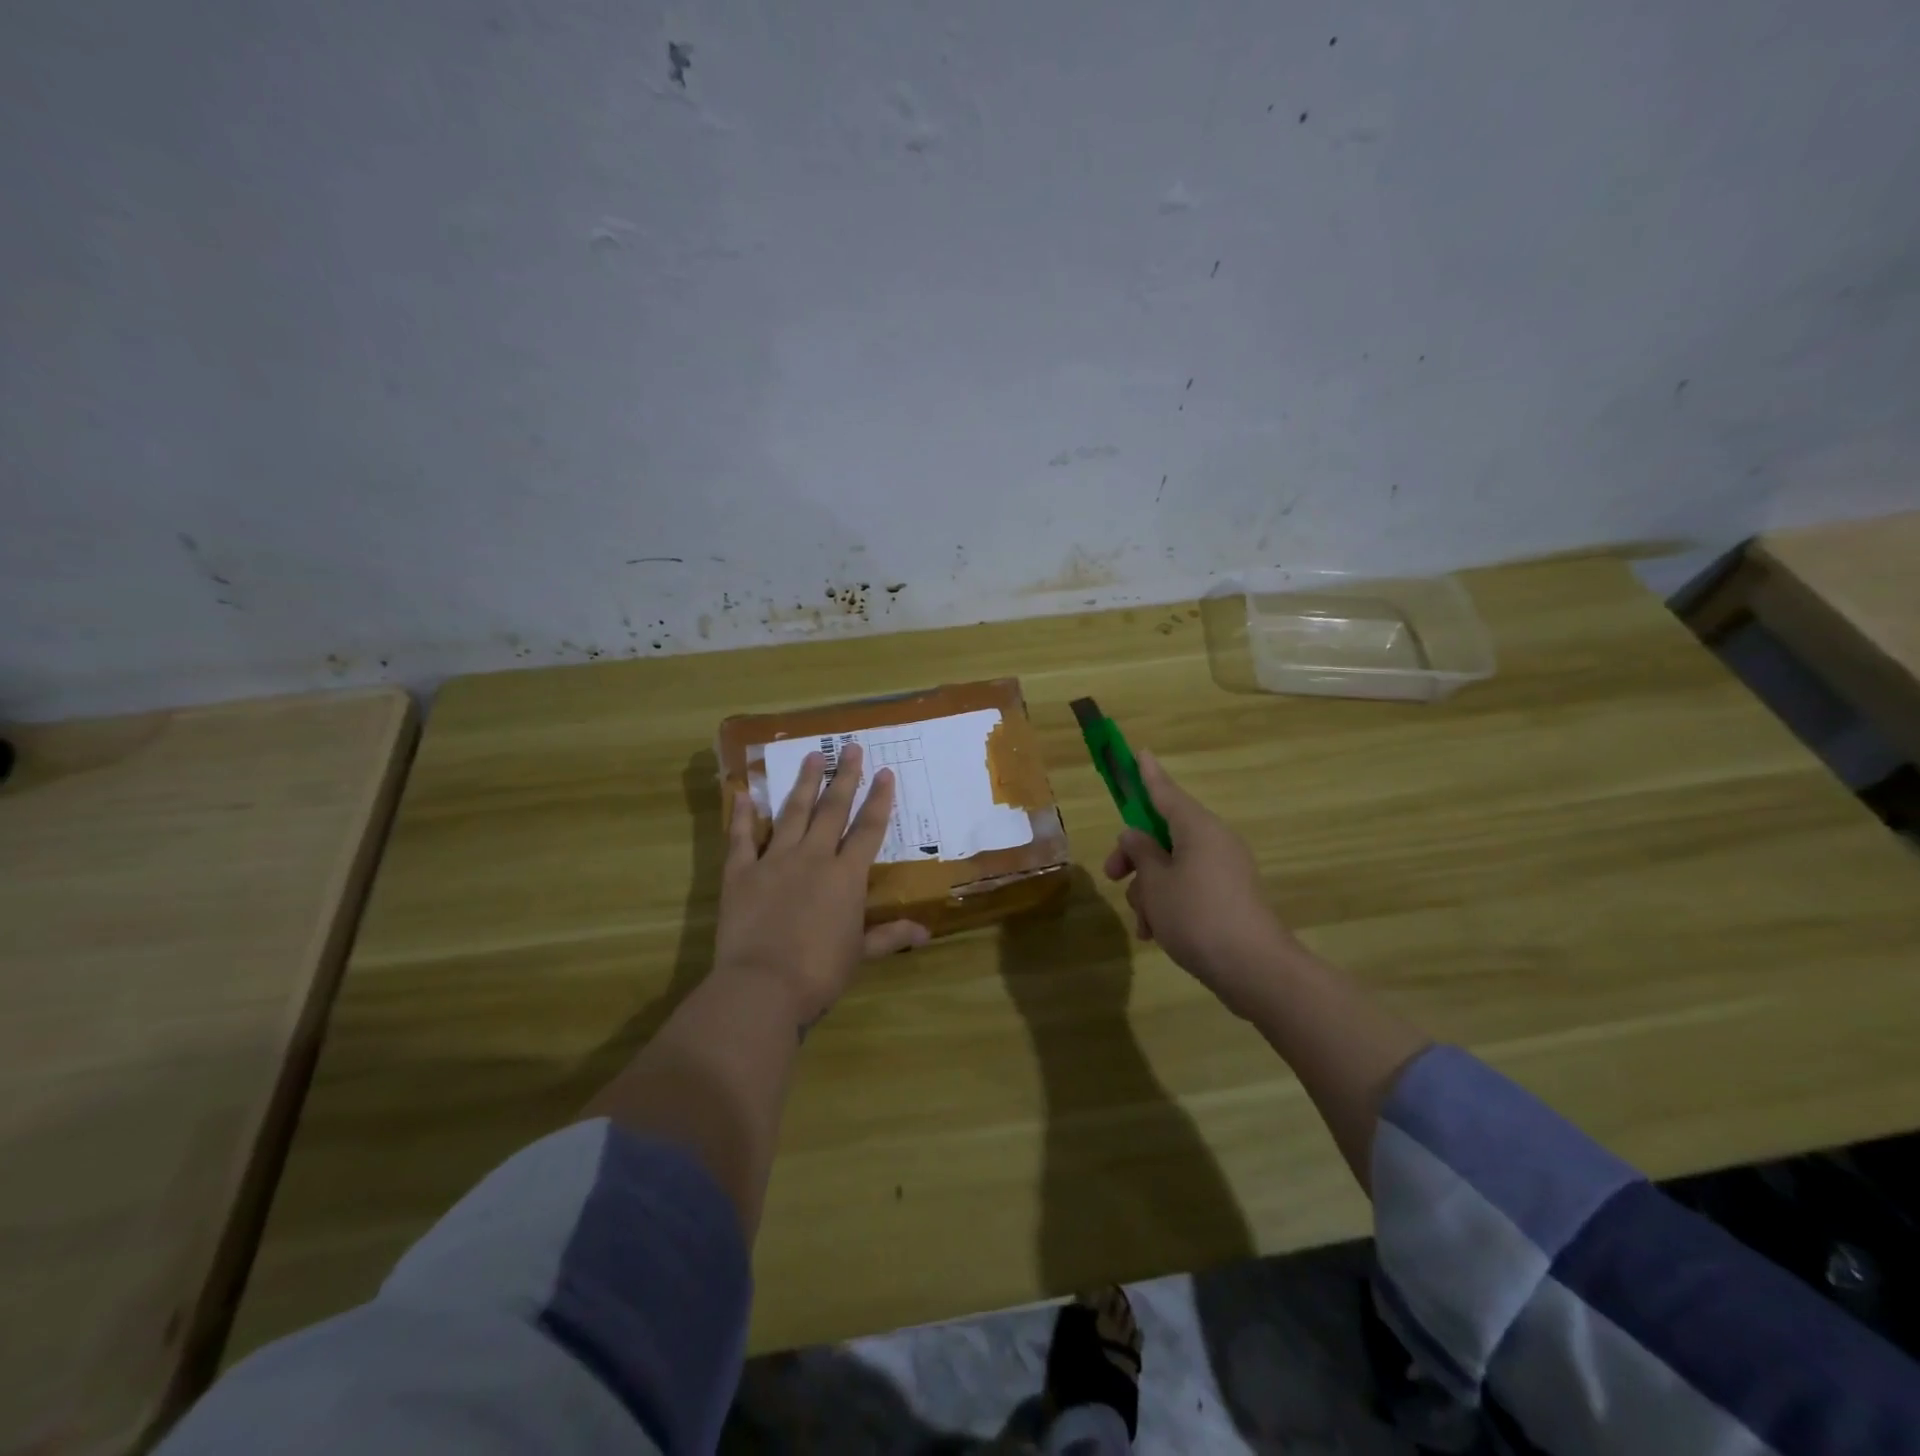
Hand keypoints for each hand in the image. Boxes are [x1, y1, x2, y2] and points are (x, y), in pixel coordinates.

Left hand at [715, 743, 929, 1028]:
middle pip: (832, 810)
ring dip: (803, 783)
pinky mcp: (740, 872)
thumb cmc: (819, 973)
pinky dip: (743, 814)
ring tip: (811, 756)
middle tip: (850, 747)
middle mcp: (813, 857)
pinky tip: (744, 791)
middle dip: (844, 777)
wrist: (763, 986)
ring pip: (792, 813)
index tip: (885, 772)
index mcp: (846, 876)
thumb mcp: (860, 954)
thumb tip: (927, 933)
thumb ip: (890, 936)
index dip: (879, 800)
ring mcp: (774, 860)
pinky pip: (741, 836)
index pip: (868, 829)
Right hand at [1102, 750, 1299, 1017]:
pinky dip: (1169, 905)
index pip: (1165, 792)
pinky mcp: (1229, 898)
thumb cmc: (1196, 916)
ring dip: (1150, 890)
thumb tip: (1135, 836)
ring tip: (1143, 924)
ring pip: (1173, 867)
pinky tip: (1156, 934)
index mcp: (1198, 828)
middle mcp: (1214, 842)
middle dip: (1135, 857)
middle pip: (1163, 835)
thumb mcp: (1156, 883)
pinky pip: (1189, 889)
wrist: (1254, 969)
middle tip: (1113, 876)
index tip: (1139, 751)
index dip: (1147, 774)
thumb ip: (1141, 853)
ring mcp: (1225, 871)